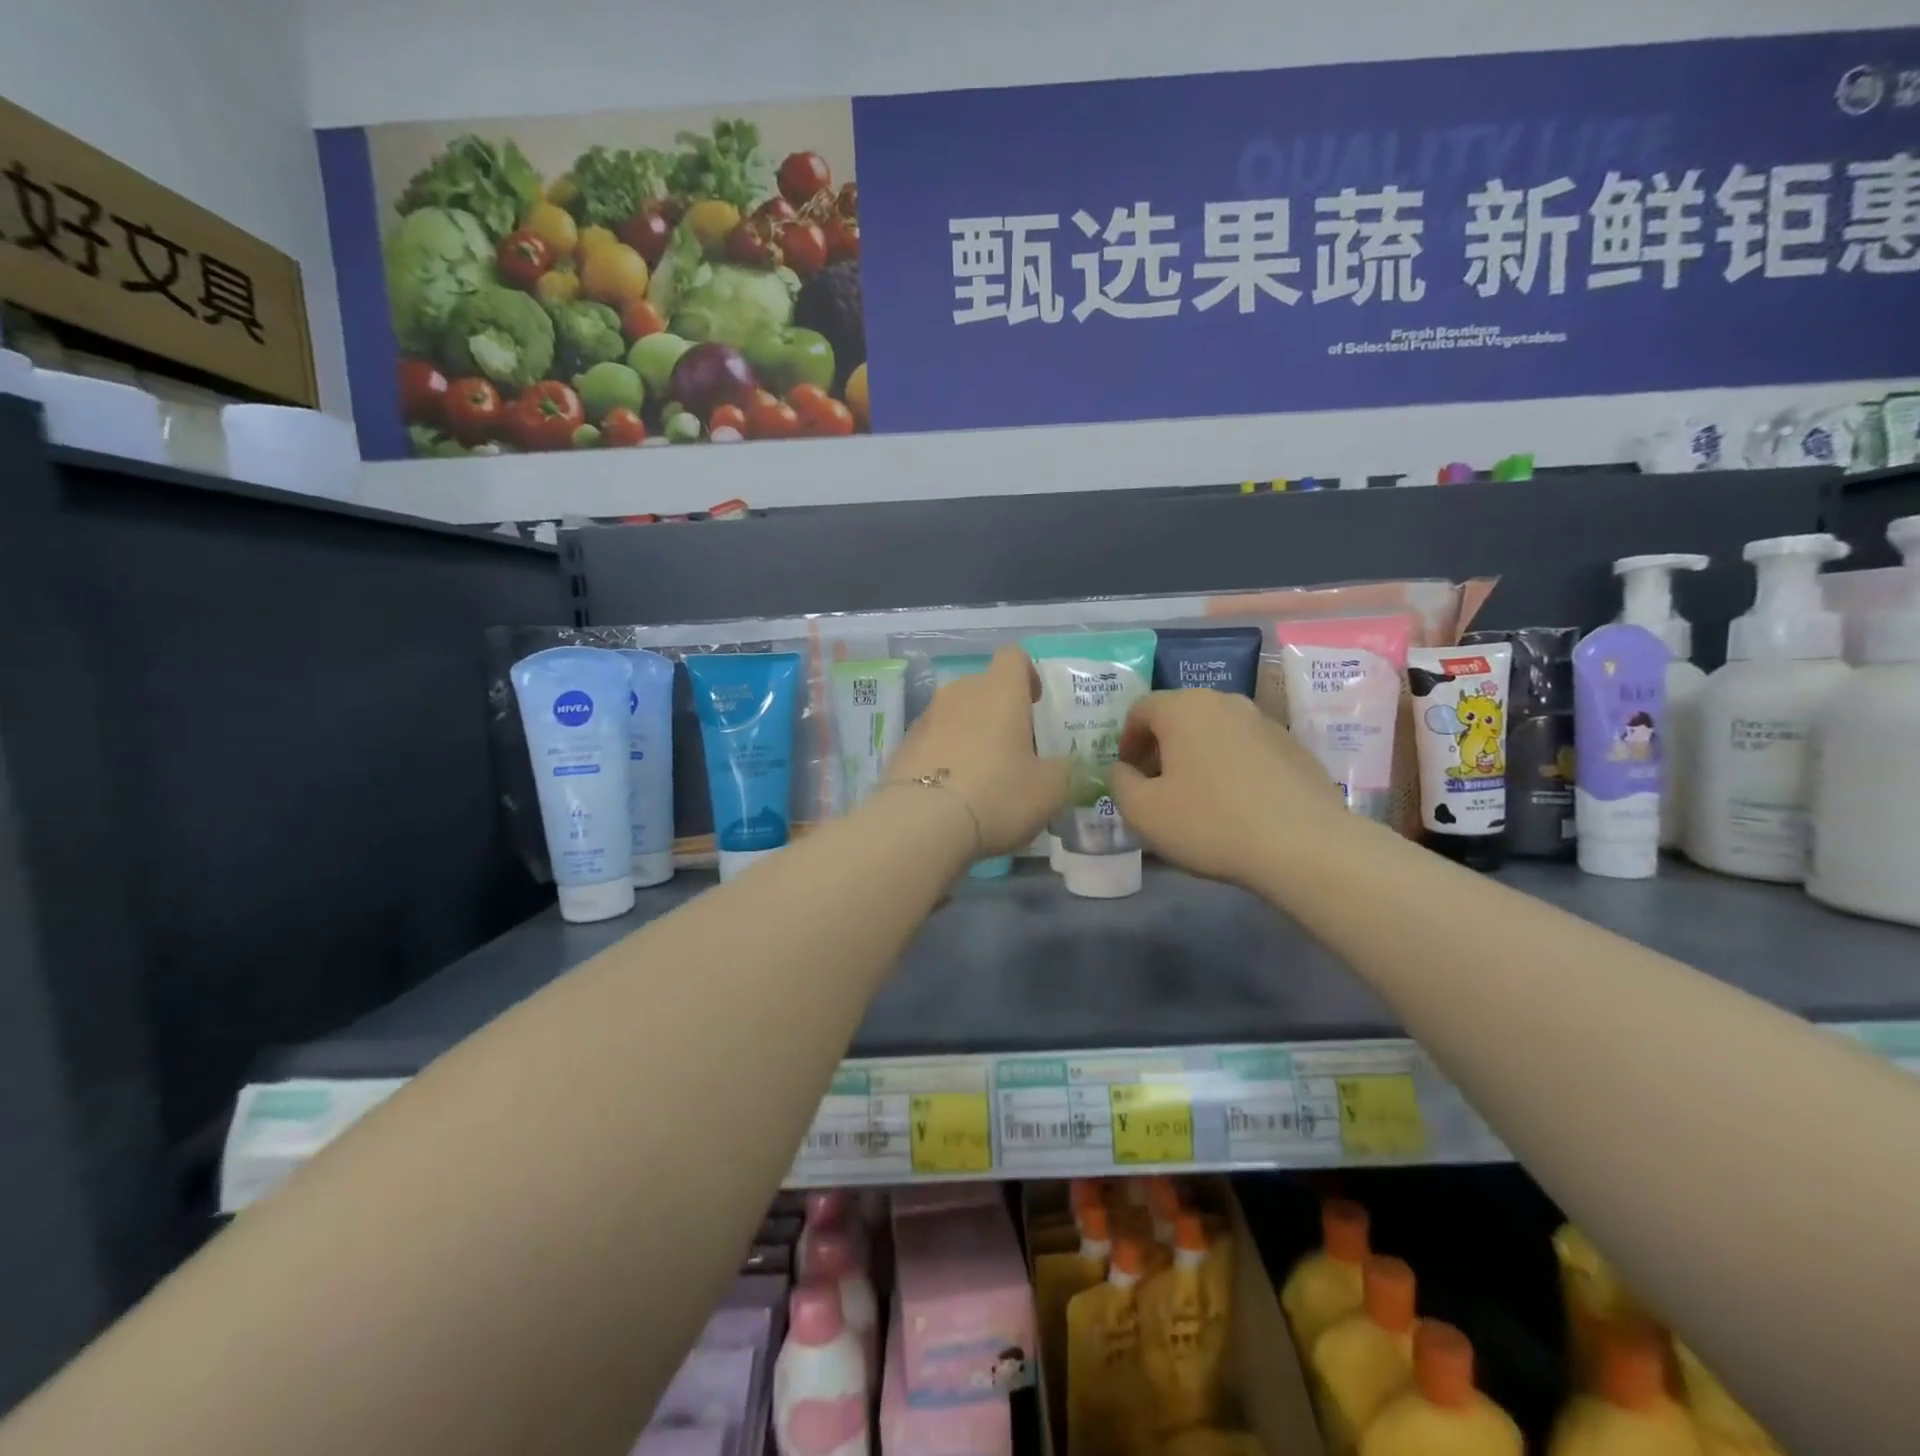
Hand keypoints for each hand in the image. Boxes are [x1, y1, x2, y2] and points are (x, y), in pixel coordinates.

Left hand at [886, 647, 1068, 856]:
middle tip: (1014, 748)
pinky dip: (945, 755)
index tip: (1035, 702)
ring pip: (956, 713)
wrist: (921, 823)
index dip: (1027, 674)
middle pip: (983, 687)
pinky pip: (933, 740)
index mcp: (999, 690)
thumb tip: (1060, 766)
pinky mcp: (903, 745)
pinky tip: (953, 791)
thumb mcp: (1050, 789)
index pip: (1013, 656)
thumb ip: (1062, 770)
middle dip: (999, 710)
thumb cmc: (997, 794)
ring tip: (982, 774)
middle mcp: (960, 692)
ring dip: (970, 732)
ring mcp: (926, 717)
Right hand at [1107, 689, 1349, 887]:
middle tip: (1155, 787)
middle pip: (1179, 718)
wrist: (1304, 846)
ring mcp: (1265, 722)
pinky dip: (1231, 769)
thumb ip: (1119, 783)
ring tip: (1196, 799)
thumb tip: (1123, 770)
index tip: (1127, 775)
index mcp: (1184, 708)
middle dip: (1161, 749)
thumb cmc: (1209, 822)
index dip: (1126, 742)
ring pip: (1215, 733)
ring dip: (1197, 758)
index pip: (1140, 710)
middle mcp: (1225, 702)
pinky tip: (1236, 806)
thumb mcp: (1142, 811)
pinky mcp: (1294, 748)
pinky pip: (1247, 751)